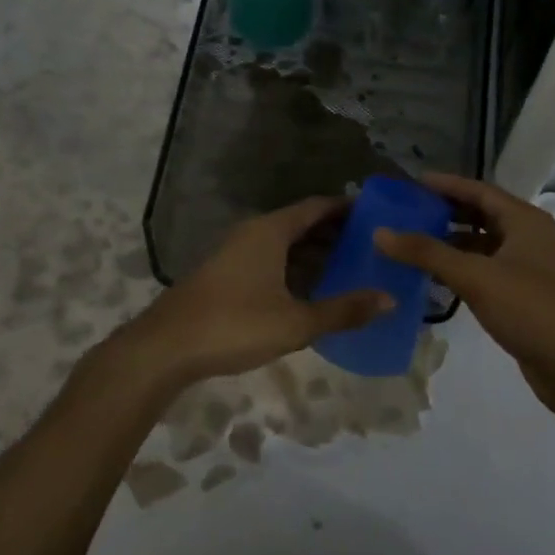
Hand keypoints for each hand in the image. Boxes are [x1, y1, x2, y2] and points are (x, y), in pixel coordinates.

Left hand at [123, 197, 392, 384]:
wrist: (165, 348)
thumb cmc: (234, 325)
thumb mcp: (296, 322)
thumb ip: (343, 310)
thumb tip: (389, 299)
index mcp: (271, 231)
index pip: (317, 207)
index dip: (347, 208)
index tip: (376, 214)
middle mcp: (253, 233)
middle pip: (301, 223)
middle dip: (334, 232)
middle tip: (370, 245)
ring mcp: (235, 253)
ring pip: (283, 243)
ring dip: (313, 252)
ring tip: (347, 267)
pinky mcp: (225, 274)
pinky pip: (269, 259)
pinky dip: (293, 267)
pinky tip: (308, 290)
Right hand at [374, 173, 554, 407]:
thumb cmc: (531, 309)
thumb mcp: (476, 277)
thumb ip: (427, 253)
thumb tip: (381, 232)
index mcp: (525, 220)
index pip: (479, 190)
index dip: (445, 185)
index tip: (411, 183)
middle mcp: (529, 236)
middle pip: (480, 214)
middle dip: (444, 212)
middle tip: (406, 212)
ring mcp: (528, 266)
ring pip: (482, 245)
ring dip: (450, 243)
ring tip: (411, 243)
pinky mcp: (523, 294)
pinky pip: (486, 270)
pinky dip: (461, 269)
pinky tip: (434, 278)